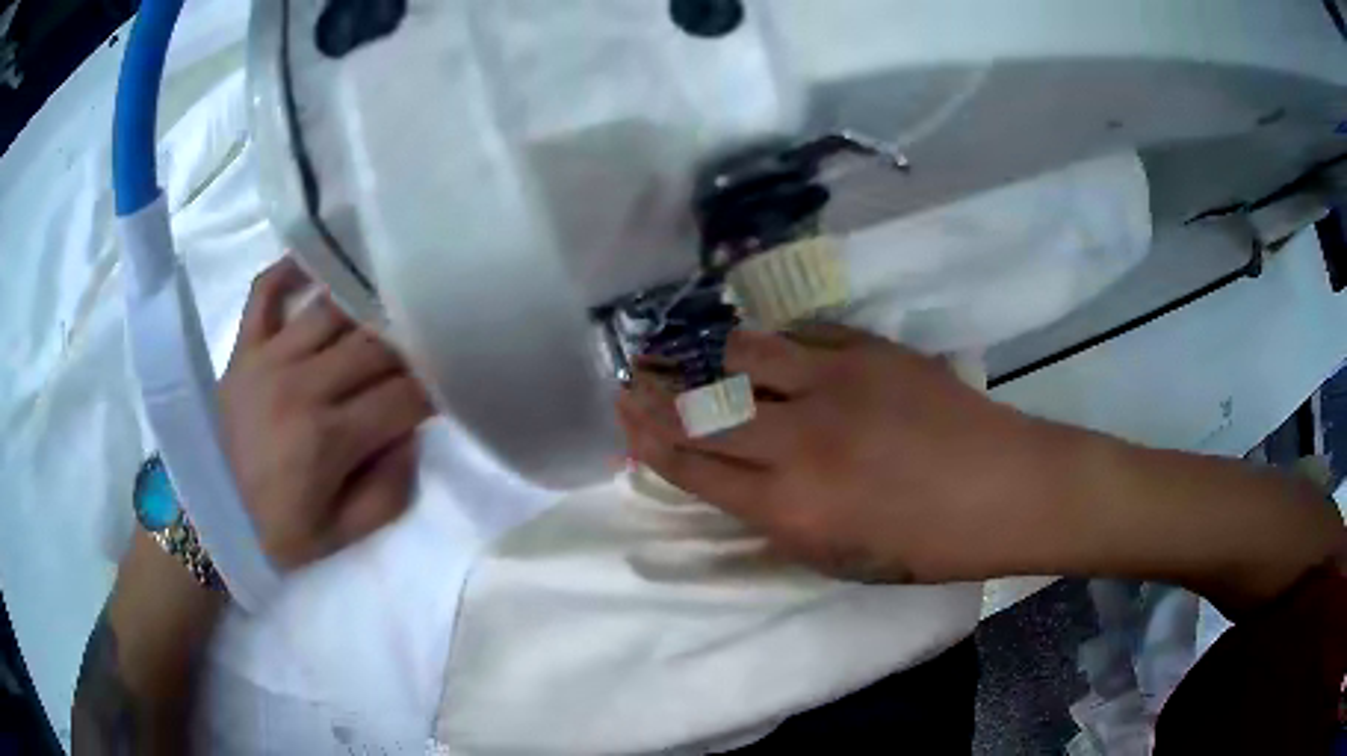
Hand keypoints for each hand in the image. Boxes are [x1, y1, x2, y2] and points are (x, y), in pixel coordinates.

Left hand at [219, 258, 433, 569]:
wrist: (210, 520)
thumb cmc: (278, 532)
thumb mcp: (342, 536)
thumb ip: (389, 491)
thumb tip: (409, 434)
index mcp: (328, 438)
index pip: (403, 397)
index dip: (437, 391)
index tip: (452, 388)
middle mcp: (301, 385)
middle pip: (375, 345)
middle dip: (411, 348)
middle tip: (425, 351)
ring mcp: (268, 358)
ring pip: (332, 309)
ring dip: (368, 307)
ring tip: (389, 306)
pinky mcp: (243, 348)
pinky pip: (264, 291)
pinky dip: (290, 270)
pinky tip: (317, 264)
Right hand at [618, 326, 1067, 584]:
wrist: (1006, 489)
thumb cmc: (928, 545)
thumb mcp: (842, 560)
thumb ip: (779, 521)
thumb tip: (735, 485)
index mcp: (791, 507)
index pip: (694, 465)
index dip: (649, 440)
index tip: (623, 418)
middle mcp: (800, 440)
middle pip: (702, 407)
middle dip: (655, 393)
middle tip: (632, 378)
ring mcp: (834, 384)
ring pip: (743, 353)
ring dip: (713, 357)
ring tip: (702, 358)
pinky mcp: (868, 350)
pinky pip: (800, 335)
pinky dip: (774, 344)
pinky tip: (769, 349)